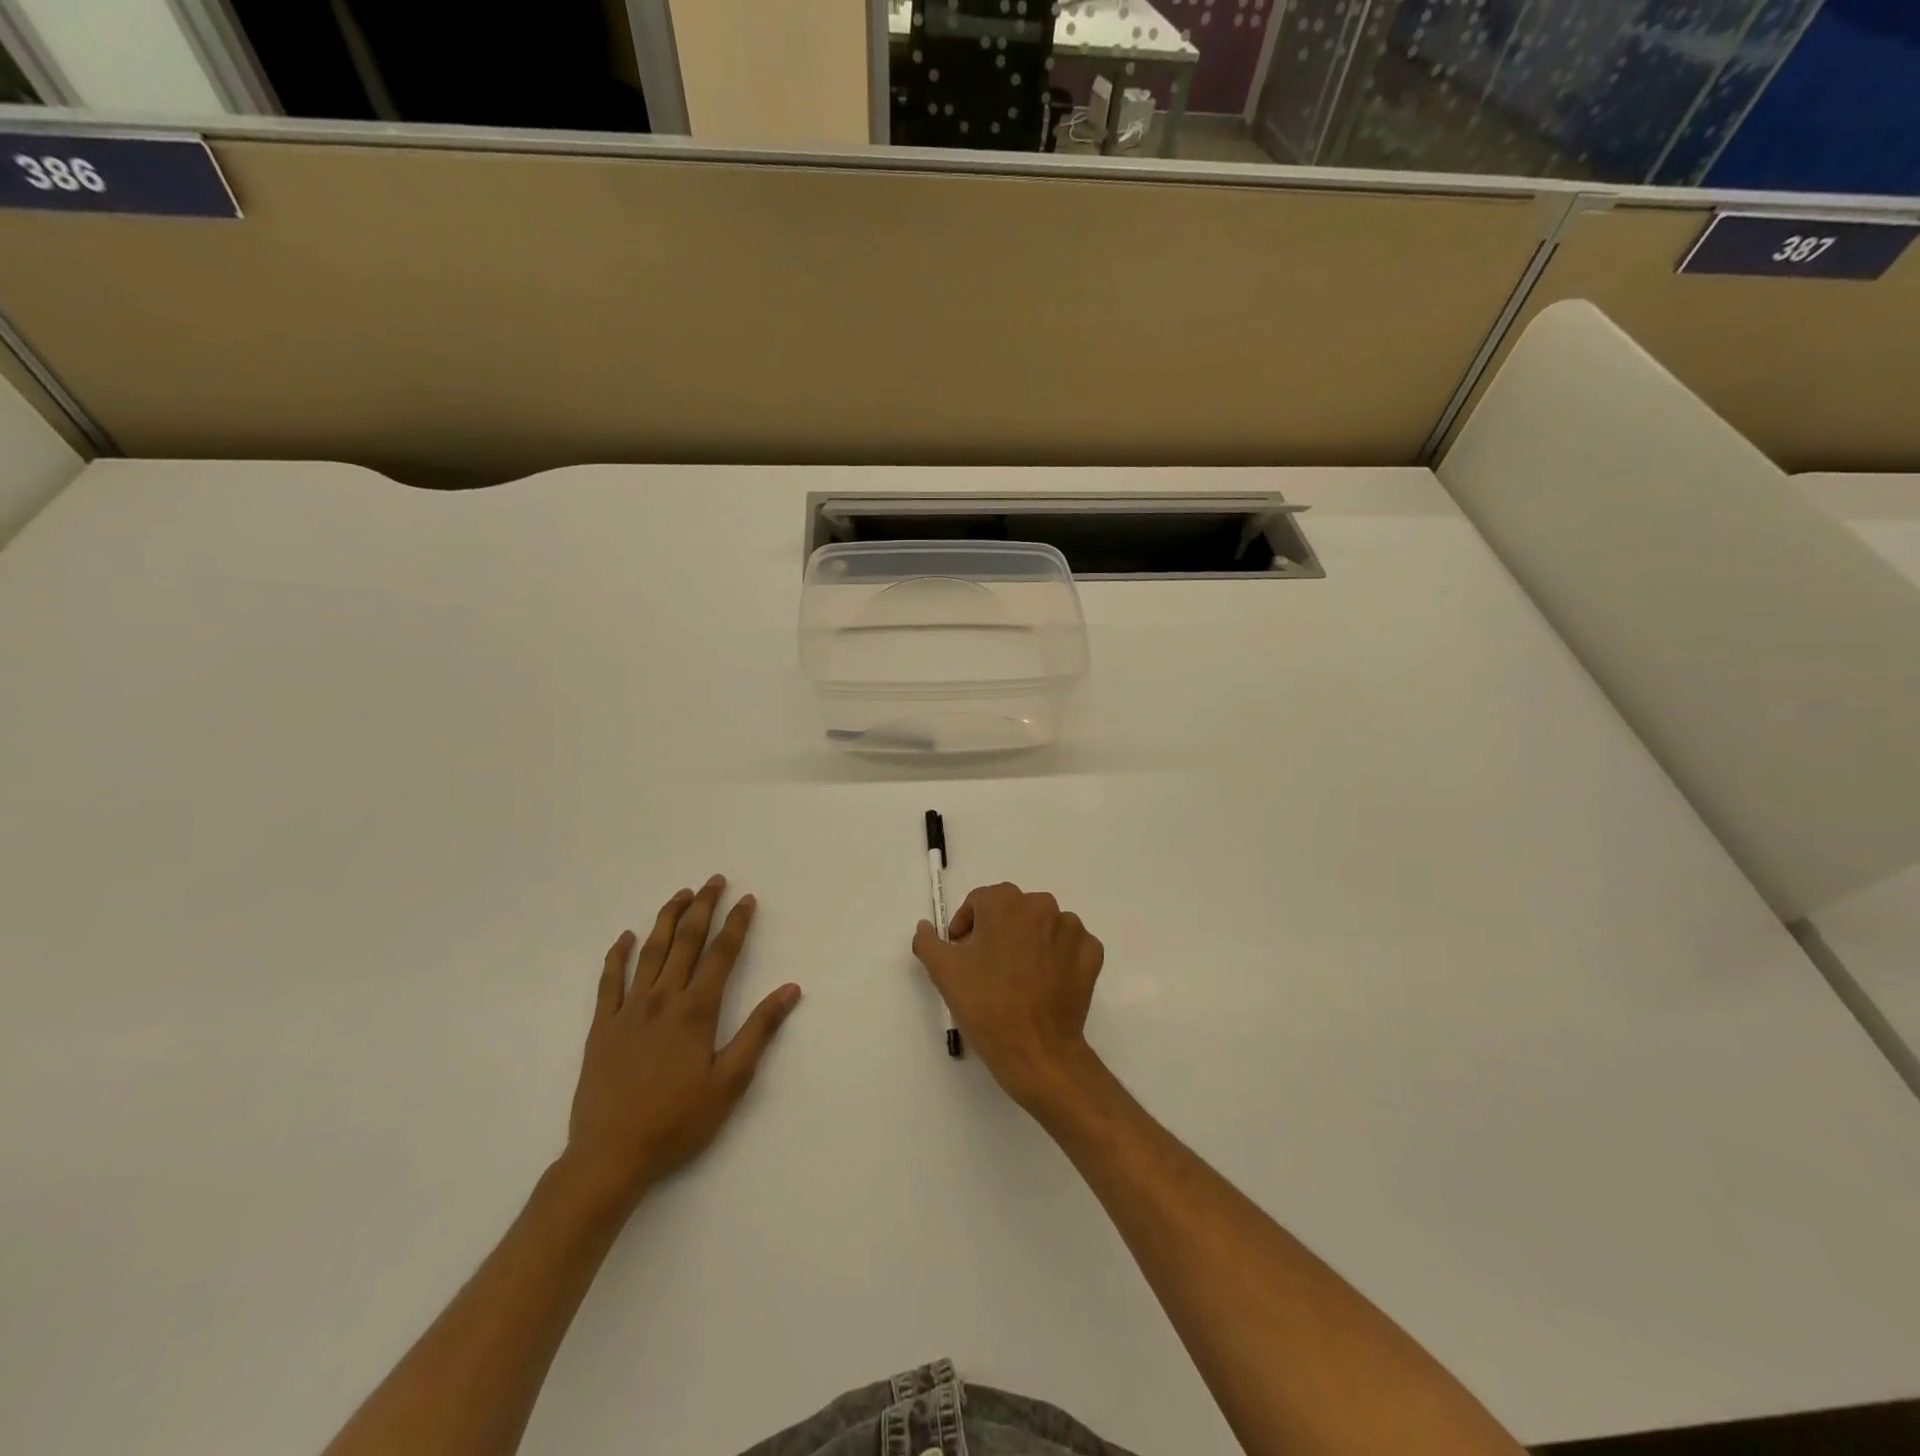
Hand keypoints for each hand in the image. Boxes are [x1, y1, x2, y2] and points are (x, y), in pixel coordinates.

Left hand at [563, 876, 800, 1213]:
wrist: (610, 1155)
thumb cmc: (678, 1121)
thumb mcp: (731, 1081)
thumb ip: (759, 1031)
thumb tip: (789, 989)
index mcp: (697, 1010)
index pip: (721, 954)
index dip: (737, 924)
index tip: (747, 899)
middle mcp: (663, 999)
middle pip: (686, 942)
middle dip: (703, 908)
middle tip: (714, 881)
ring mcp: (628, 1011)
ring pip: (650, 952)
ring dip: (667, 919)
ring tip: (680, 894)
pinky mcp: (601, 1027)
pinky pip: (609, 981)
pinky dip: (617, 956)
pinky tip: (625, 938)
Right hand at [912, 882, 1104, 1110]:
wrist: (1036, 1051)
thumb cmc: (986, 1005)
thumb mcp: (944, 971)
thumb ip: (928, 940)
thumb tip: (926, 925)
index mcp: (1006, 903)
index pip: (979, 902)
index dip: (966, 925)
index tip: (961, 951)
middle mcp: (1042, 906)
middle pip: (1012, 911)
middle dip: (997, 931)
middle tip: (986, 966)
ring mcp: (1072, 929)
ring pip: (1043, 926)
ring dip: (1029, 941)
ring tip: (1017, 976)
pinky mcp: (1091, 954)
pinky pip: (1070, 946)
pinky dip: (1057, 957)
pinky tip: (1045, 981)